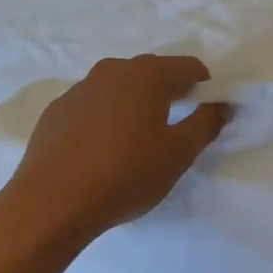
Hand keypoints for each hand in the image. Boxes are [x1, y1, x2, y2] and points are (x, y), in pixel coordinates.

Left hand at [1, 55, 230, 241]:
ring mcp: (80, 88)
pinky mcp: (56, 110)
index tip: (205, 116)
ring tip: (136, 142)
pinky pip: (93, 105)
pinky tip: (102, 151)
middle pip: (154, 73)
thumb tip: (223, 105)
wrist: (49, 204)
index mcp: (148, 74)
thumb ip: (206, 124)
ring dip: (135, 104)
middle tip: (173, 130)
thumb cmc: (125, 174)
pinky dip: (105, 118)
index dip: (204, 89)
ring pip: (121, 88)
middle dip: (169, 94)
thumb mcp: (178, 154)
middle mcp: (114, 70)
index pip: (190, 67)